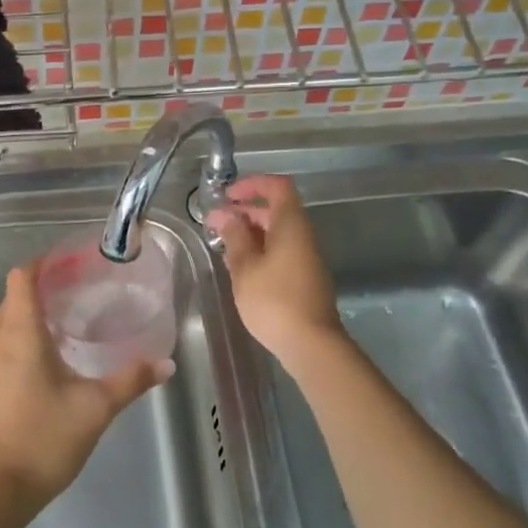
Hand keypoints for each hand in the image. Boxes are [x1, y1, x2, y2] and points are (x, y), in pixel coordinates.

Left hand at [0, 263, 171, 517]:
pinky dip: (21, 337)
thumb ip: (131, 380)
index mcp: (20, 333)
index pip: (21, 277)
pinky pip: (0, 344)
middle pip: (13, 297)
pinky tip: (49, 358)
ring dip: (30, 314)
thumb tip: (166, 363)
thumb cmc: (43, 439)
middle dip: (42, 288)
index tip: (72, 264)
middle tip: (80, 290)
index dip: (43, 263)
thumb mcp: (96, 408)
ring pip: (5, 322)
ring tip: (67, 320)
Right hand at [204, 175, 343, 362]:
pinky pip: (281, 251)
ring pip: (277, 233)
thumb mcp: (245, 267)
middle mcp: (303, 235)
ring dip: (251, 233)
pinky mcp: (305, 277)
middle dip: (245, 211)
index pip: (278, 186)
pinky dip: (261, 251)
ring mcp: (306, 257)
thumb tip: (225, 215)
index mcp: (291, 224)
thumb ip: (234, 237)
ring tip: (224, 246)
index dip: (253, 184)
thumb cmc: (274, 300)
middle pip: (276, 210)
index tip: (228, 196)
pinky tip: (241, 268)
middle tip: (216, 224)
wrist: (311, 344)